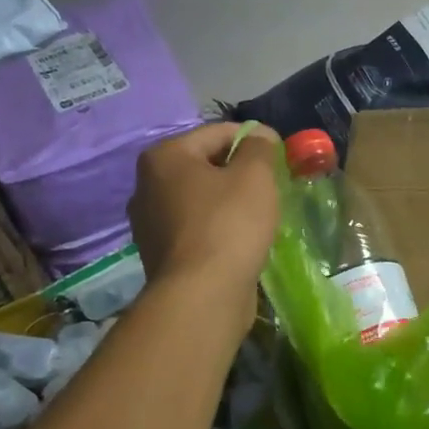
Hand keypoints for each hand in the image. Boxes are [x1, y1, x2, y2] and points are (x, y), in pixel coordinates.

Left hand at [128, 123, 279, 317]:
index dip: (254, 139)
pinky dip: (218, 228)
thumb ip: (260, 147)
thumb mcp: (255, 176)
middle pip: (205, 165)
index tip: (281, 156)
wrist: (202, 295)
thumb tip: (260, 136)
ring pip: (200, 199)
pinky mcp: (160, 254)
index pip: (217, 132)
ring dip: (229, 202)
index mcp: (164, 156)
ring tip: (258, 216)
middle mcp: (146, 185)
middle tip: (271, 188)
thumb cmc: (229, 225)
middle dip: (239, 172)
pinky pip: (196, 228)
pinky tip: (240, 241)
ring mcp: (149, 223)